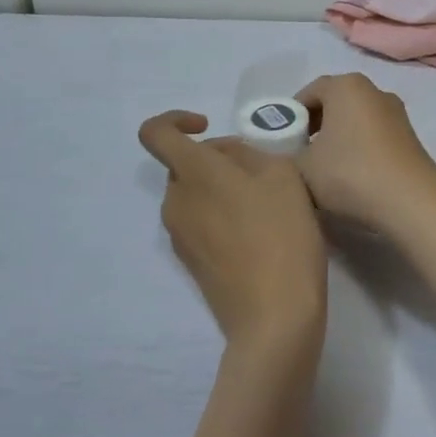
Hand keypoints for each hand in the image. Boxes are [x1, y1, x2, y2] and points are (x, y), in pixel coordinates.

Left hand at [138, 111, 327, 352]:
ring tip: (266, 204)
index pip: (154, 132)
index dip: (175, 120)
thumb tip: (226, 159)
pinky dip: (222, 216)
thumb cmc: (281, 234)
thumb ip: (247, 153)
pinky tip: (259, 233)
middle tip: (261, 172)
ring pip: (195, 193)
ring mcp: (179, 235)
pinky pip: (200, 221)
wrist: (274, 316)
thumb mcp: (280, 173)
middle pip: (185, 164)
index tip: (207, 126)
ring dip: (222, 188)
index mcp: (192, 173)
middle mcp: (175, 201)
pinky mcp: (191, 262)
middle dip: (217, 159)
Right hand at [294, 74, 435, 234]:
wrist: (411, 201)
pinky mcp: (410, 135)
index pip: (310, 91)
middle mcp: (373, 89)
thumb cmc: (350, 174)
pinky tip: (353, 174)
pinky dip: (360, 146)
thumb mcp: (302, 168)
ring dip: (339, 136)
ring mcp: (396, 112)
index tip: (283, 139)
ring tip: (325, 167)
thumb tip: (283, 156)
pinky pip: (374, 133)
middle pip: (334, 102)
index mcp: (345, 86)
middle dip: (315, 124)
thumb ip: (285, 157)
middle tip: (300, 152)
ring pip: (356, 118)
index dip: (292, 114)